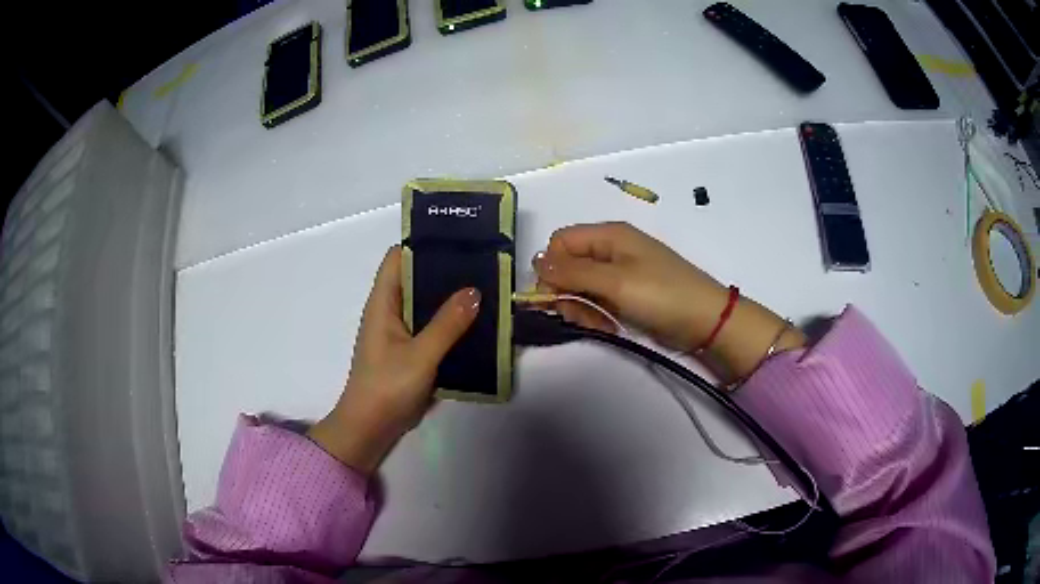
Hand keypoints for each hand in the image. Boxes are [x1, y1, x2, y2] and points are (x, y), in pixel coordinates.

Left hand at [308, 246, 479, 473]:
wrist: (371, 428)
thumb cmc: (387, 386)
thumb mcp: (420, 354)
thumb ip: (447, 323)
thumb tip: (474, 291)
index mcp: (382, 302)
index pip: (397, 258)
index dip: (422, 245)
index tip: (456, 240)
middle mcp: (389, 311)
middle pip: (415, 279)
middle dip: (444, 271)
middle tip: (481, 264)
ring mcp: (398, 333)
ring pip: (424, 305)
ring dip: (448, 298)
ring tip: (484, 289)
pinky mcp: (408, 352)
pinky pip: (429, 327)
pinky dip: (448, 322)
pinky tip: (474, 323)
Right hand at [534, 222, 804, 380]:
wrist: (706, 321)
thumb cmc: (662, 295)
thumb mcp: (615, 281)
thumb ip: (573, 272)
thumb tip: (536, 263)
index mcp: (609, 235)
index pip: (560, 242)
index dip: (551, 268)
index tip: (553, 296)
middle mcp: (611, 249)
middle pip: (568, 264)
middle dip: (566, 291)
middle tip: (577, 316)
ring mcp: (620, 272)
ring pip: (580, 285)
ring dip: (580, 306)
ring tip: (596, 323)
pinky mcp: (627, 293)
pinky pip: (597, 299)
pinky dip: (595, 313)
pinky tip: (605, 326)